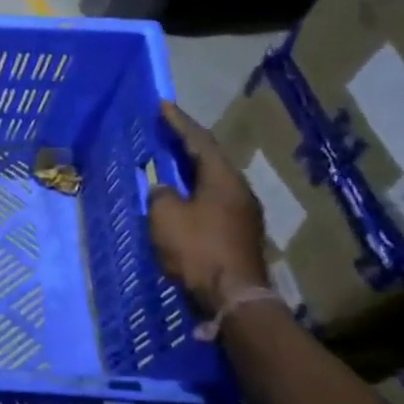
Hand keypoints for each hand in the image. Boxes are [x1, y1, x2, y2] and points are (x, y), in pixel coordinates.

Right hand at [148, 101, 269, 316]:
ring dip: (190, 171)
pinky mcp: (238, 235)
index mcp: (223, 179)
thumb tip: (164, 189)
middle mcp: (238, 191)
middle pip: (209, 160)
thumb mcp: (166, 216)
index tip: (163, 105)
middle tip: (165, 131)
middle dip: (186, 145)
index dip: (179, 122)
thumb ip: (161, 194)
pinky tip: (180, 199)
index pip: (199, 141)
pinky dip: (193, 193)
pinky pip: (212, 202)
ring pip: (212, 183)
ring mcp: (242, 215)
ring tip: (168, 164)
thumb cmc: (196, 249)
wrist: (232, 297)